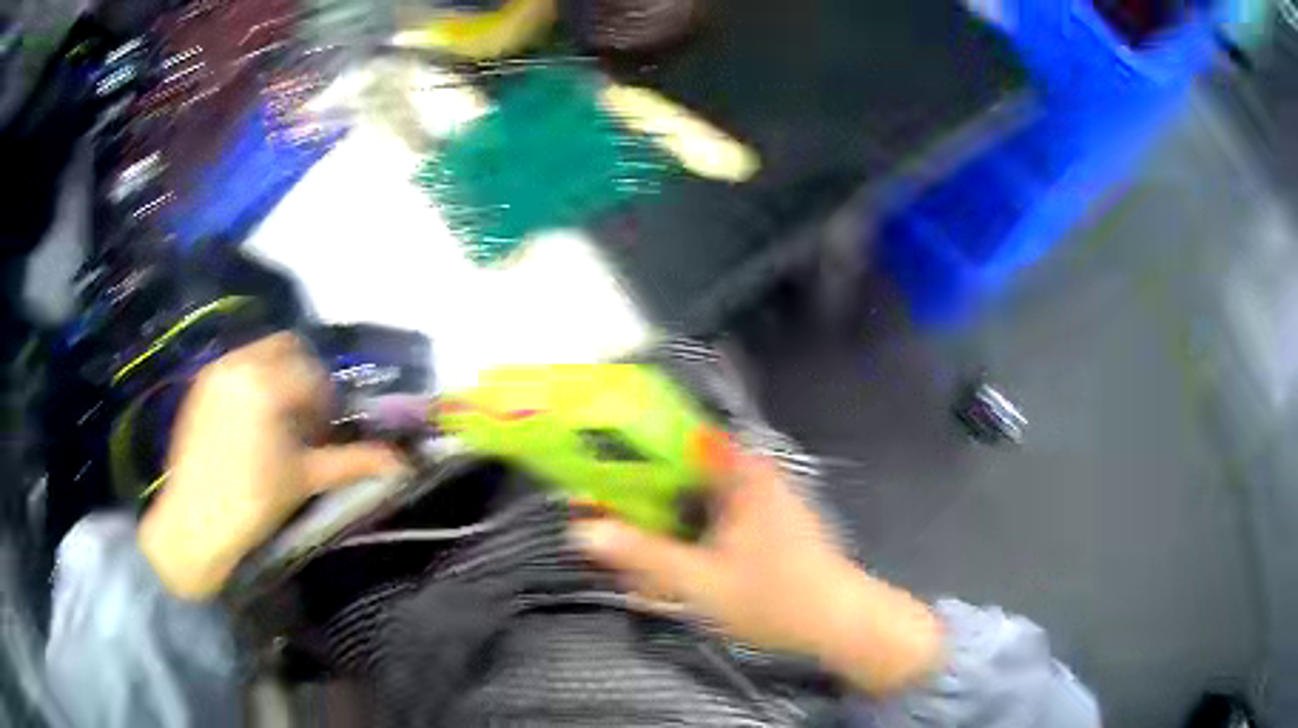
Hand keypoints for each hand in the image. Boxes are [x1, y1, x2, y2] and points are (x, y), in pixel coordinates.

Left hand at [139, 333, 406, 600]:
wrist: (195, 522)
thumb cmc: (253, 500)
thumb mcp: (305, 479)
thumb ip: (352, 463)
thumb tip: (402, 463)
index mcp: (267, 382)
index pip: (312, 373)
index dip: (326, 401)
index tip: (327, 430)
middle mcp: (239, 363)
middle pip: (287, 348)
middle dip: (304, 376)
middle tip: (306, 418)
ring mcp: (215, 372)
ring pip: (259, 354)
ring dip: (278, 377)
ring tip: (279, 422)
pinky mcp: (199, 386)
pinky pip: (236, 368)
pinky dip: (253, 383)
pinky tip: (252, 425)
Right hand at [571, 452, 942, 695]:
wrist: (839, 623)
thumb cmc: (775, 598)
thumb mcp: (700, 582)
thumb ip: (641, 555)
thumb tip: (582, 529)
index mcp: (741, 471)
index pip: (675, 434)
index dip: (631, 441)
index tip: (593, 457)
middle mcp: (754, 472)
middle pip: (683, 464)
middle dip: (641, 484)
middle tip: (600, 504)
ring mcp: (765, 496)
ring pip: (699, 490)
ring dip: (664, 509)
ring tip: (625, 529)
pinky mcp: (769, 520)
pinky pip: (717, 509)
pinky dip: (689, 524)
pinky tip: (671, 551)